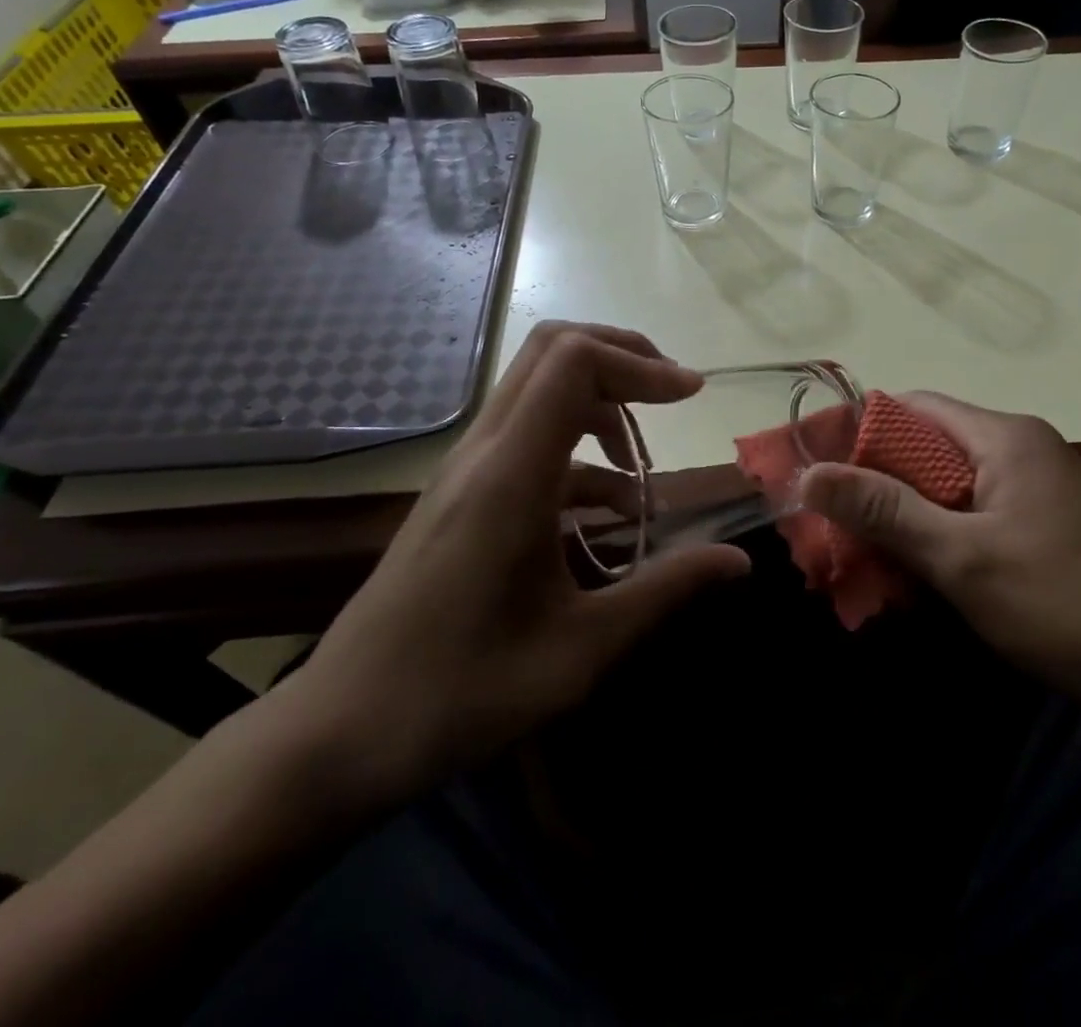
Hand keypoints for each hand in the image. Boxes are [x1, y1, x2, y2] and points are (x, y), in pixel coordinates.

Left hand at [271, 322, 750, 810]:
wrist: (340, 732)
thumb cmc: (463, 692)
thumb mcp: (582, 650)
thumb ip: (665, 591)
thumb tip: (740, 561)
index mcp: (512, 475)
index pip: (573, 362)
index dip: (639, 363)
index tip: (692, 394)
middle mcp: (484, 451)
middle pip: (552, 350)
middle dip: (622, 357)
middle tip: (673, 393)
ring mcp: (465, 468)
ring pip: (537, 386)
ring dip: (599, 399)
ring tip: (643, 463)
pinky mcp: (460, 491)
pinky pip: (525, 435)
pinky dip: (575, 444)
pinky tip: (606, 507)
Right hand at [797, 394, 1080, 718]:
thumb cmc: (1067, 603)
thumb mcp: (963, 558)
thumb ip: (885, 511)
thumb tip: (809, 475)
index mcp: (1002, 436)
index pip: (911, 407)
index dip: (858, 433)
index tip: (816, 473)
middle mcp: (1018, 448)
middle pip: (925, 448)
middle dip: (874, 486)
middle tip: (828, 528)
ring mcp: (1034, 488)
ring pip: (945, 488)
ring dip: (902, 519)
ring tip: (858, 559)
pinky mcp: (1043, 525)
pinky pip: (972, 516)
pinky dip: (936, 539)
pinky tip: (912, 579)